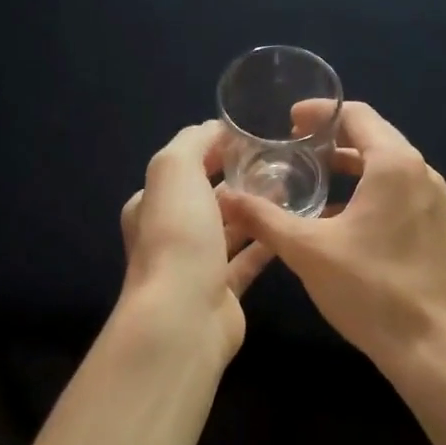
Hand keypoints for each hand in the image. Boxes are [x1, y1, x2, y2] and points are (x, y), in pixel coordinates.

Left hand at [120, 121, 275, 358]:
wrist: (183, 315)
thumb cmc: (177, 236)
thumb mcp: (174, 170)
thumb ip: (193, 142)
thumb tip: (217, 129)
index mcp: (152, 203)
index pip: (185, 167)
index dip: (214, 149)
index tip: (253, 137)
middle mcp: (171, 233)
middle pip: (209, 198)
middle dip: (240, 179)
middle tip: (281, 161)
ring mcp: (197, 264)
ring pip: (231, 228)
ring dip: (256, 209)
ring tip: (293, 187)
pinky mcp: (223, 290)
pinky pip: (249, 258)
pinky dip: (267, 241)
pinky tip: (292, 225)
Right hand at [217, 102, 445, 373]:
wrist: (426, 346)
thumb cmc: (368, 289)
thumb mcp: (307, 250)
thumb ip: (263, 218)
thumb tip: (224, 198)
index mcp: (395, 165)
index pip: (357, 116)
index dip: (320, 113)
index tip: (288, 122)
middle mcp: (420, 173)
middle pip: (373, 136)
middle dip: (331, 138)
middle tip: (291, 147)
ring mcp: (431, 200)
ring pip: (385, 166)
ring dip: (348, 166)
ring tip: (308, 175)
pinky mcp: (432, 225)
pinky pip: (395, 191)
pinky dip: (365, 190)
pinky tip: (334, 215)